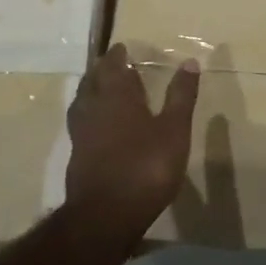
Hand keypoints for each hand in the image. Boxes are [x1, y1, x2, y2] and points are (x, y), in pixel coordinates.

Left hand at [65, 44, 199, 252]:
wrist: (105, 217)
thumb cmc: (145, 167)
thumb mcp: (174, 130)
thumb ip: (180, 96)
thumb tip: (189, 62)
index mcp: (116, 95)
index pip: (113, 65)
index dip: (117, 55)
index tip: (122, 48)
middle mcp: (93, 108)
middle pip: (92, 80)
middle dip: (102, 69)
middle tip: (112, 64)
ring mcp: (80, 133)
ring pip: (82, 101)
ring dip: (91, 90)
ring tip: (101, 88)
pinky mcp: (76, 156)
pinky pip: (80, 123)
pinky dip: (88, 114)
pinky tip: (97, 125)